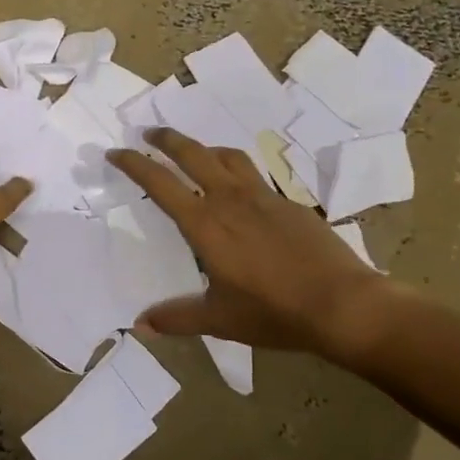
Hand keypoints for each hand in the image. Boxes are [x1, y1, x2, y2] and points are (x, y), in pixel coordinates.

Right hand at [108, 128, 398, 356]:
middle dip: (167, 140)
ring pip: (228, 157)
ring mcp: (264, 198)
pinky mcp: (290, 204)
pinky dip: (237, 172)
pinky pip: (255, 177)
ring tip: (195, 153)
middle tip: (149, 134)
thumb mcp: (219, 319)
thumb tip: (140, 326)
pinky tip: (242, 193)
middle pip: (193, 154)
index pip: (160, 183)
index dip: (134, 164)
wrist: (343, 304)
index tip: (115, 153)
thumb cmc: (274, 312)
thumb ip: (178, 317)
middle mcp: (231, 200)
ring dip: (204, 148)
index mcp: (206, 224)